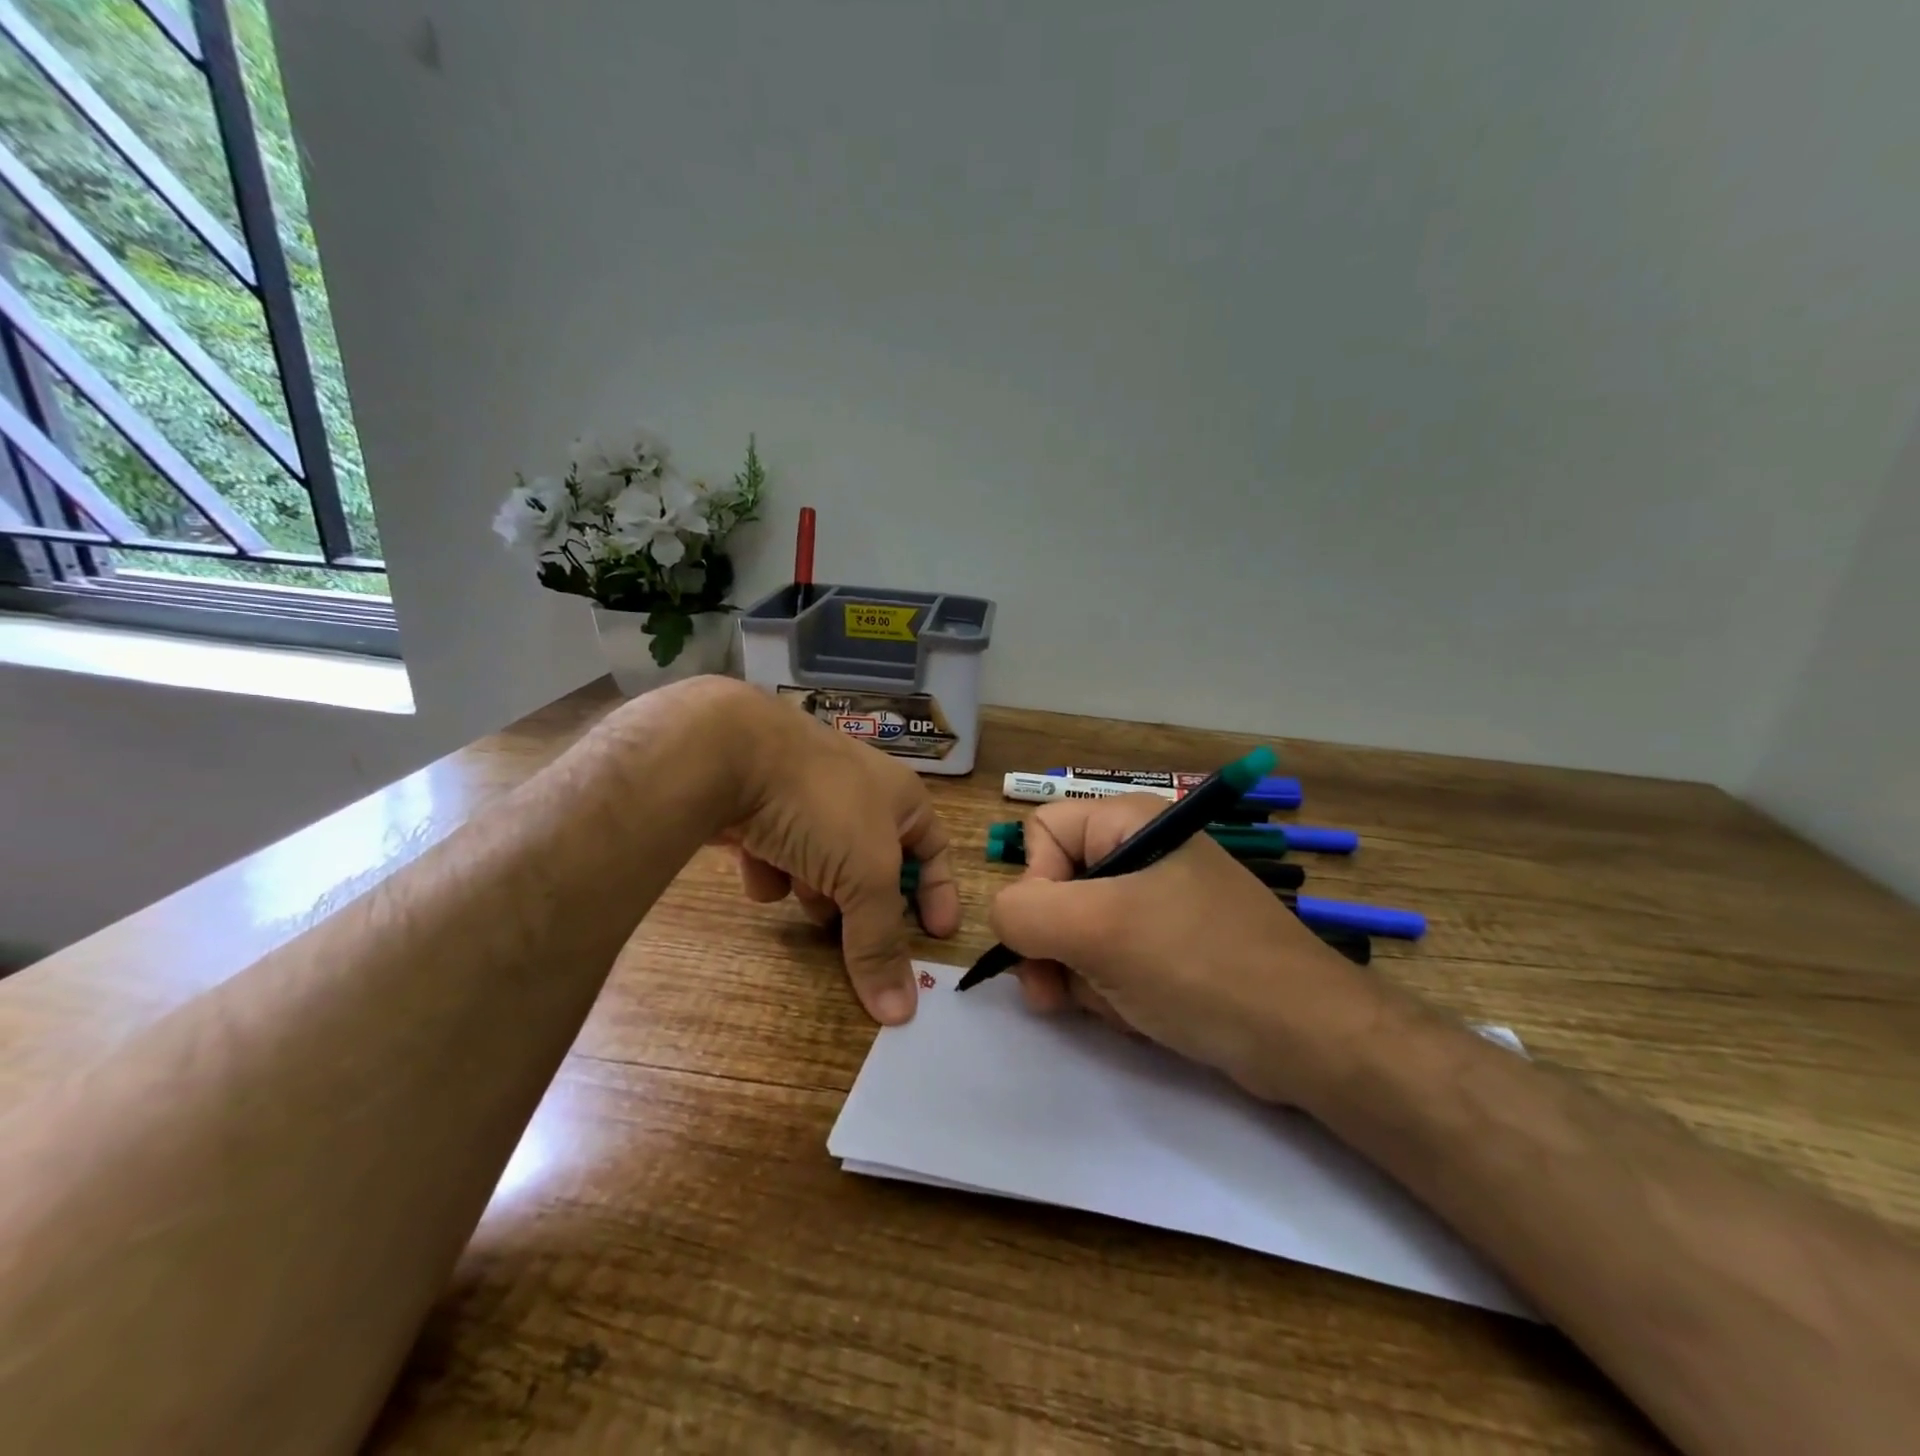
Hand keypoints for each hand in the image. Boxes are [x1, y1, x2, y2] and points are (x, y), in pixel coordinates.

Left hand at [674, 679, 959, 1023]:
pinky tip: (756, 864)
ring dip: (814, 886)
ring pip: (823, 865)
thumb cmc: (822, 805)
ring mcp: (806, 799)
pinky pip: (779, 854)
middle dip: (861, 901)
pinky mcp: (760, 809)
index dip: (938, 893)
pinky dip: (772, 867)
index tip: (936, 936)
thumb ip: (880, 942)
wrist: (729, 752)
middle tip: (854, 935)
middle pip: (873, 867)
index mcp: (899, 798)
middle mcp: (858, 796)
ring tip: (801, 889)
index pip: (934, 851)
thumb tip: (902, 1012)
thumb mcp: (866, 875)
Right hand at [987, 794, 1383, 1103]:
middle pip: (1056, 887)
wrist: (1306, 1038)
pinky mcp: (1172, 947)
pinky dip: (1111, 991)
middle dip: (1052, 945)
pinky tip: (1137, 1014)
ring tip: (1114, 1005)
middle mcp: (1141, 853)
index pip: (1041, 832)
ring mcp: (1159, 903)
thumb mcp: (1096, 931)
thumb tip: (1006, 918)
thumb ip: (1024, 913)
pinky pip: (1112, 960)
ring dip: (1080, 975)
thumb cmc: (1196, 965)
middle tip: (1054, 993)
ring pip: (1079, 932)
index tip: (1054, 934)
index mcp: (1128, 823)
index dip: (1034, 884)